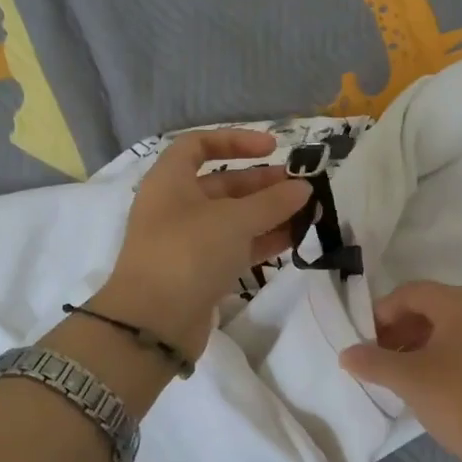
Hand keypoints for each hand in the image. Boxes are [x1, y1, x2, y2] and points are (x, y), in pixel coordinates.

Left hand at [96, 129, 311, 360]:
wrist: (154, 322)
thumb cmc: (188, 253)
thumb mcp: (234, 220)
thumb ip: (272, 202)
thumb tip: (303, 188)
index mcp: (170, 181)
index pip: (199, 145)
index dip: (235, 139)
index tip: (273, 148)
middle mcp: (175, 206)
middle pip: (222, 184)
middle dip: (263, 184)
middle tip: (302, 188)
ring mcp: (187, 242)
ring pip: (233, 219)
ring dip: (269, 214)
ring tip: (307, 214)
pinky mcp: (200, 272)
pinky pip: (235, 247)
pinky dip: (262, 241)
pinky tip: (294, 239)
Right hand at [340, 282, 461, 461]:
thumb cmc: (459, 401)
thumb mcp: (408, 379)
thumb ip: (372, 361)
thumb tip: (346, 353)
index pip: (411, 293)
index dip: (381, 313)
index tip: (363, 340)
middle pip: (431, 307)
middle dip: (399, 328)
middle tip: (376, 356)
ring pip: (449, 326)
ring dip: (418, 342)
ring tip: (397, 371)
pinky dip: (441, 353)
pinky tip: (426, 380)